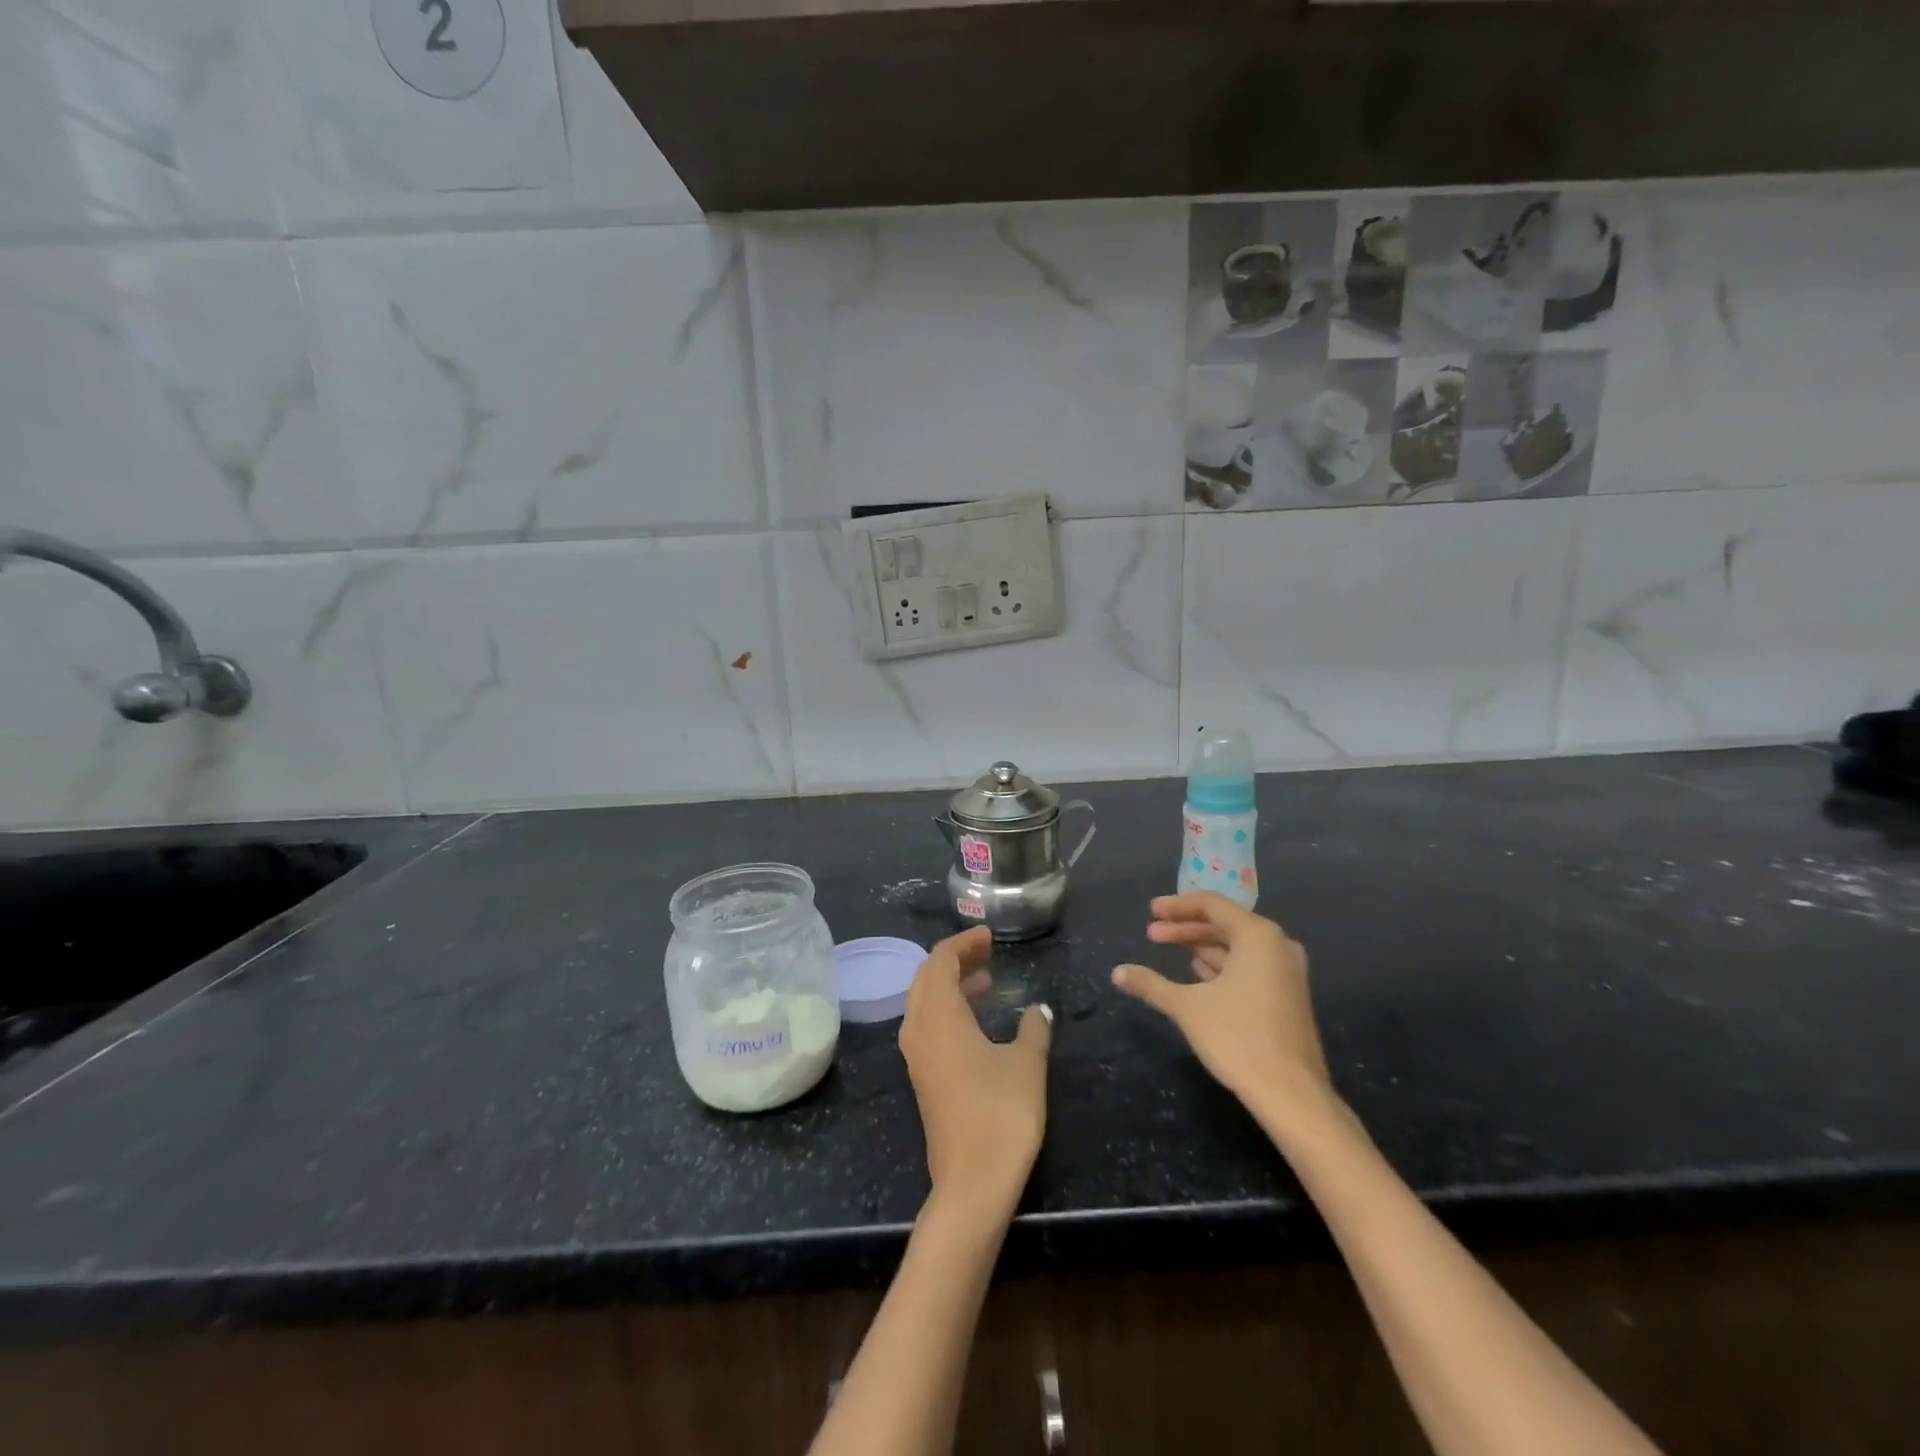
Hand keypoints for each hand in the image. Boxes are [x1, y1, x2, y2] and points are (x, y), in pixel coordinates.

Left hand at [899, 926, 1052, 1212]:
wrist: (972, 1182)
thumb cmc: (1001, 1113)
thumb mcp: (1027, 1063)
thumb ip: (1034, 1029)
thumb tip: (1039, 1009)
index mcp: (939, 1015)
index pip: (940, 960)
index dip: (963, 943)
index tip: (990, 937)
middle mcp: (919, 1028)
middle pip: (927, 977)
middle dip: (955, 959)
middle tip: (988, 952)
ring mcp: (916, 1055)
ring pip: (924, 1001)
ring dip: (951, 984)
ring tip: (986, 979)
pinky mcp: (922, 1076)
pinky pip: (927, 1024)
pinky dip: (948, 1009)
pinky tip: (976, 1019)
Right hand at [1111, 893, 1328, 1103]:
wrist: (1291, 1094)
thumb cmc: (1237, 1038)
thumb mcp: (1186, 1007)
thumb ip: (1151, 984)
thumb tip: (1117, 972)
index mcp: (1257, 936)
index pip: (1212, 905)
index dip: (1177, 906)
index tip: (1150, 911)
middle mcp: (1277, 945)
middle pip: (1225, 923)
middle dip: (1186, 927)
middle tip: (1152, 934)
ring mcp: (1287, 971)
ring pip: (1237, 945)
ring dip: (1202, 945)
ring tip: (1169, 949)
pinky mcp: (1288, 995)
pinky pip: (1250, 964)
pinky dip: (1222, 963)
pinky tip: (1198, 972)